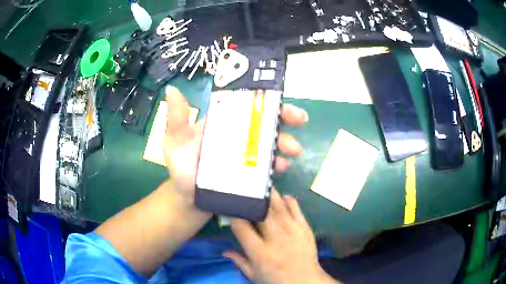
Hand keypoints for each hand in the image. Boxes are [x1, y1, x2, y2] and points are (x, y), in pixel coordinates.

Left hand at [163, 86, 308, 203]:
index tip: (286, 107)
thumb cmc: (182, 170)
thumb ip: (177, 119)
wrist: (189, 200)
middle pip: (265, 124)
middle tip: (300, 123)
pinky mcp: (250, 175)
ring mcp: (246, 156)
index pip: (248, 107)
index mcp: (224, 124)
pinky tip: (280, 170)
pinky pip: (267, 167)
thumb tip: (172, 89)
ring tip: (291, 153)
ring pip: (270, 145)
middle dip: (285, 122)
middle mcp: (238, 136)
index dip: (268, 104)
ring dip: (285, 145)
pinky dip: (277, 166)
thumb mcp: (176, 142)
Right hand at [224, 190, 336, 283]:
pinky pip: (296, 208)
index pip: (241, 227)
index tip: (231, 211)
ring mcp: (292, 230)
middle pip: (260, 212)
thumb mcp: (253, 274)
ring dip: (269, 194)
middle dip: (252, 199)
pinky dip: (288, 199)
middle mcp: (275, 238)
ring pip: (278, 206)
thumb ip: (239, 261)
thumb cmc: (276, 278)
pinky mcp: (304, 227)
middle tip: (246, 190)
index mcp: (259, 252)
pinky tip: (281, 196)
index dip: (234, 216)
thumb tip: (224, 251)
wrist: (305, 280)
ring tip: (261, 184)